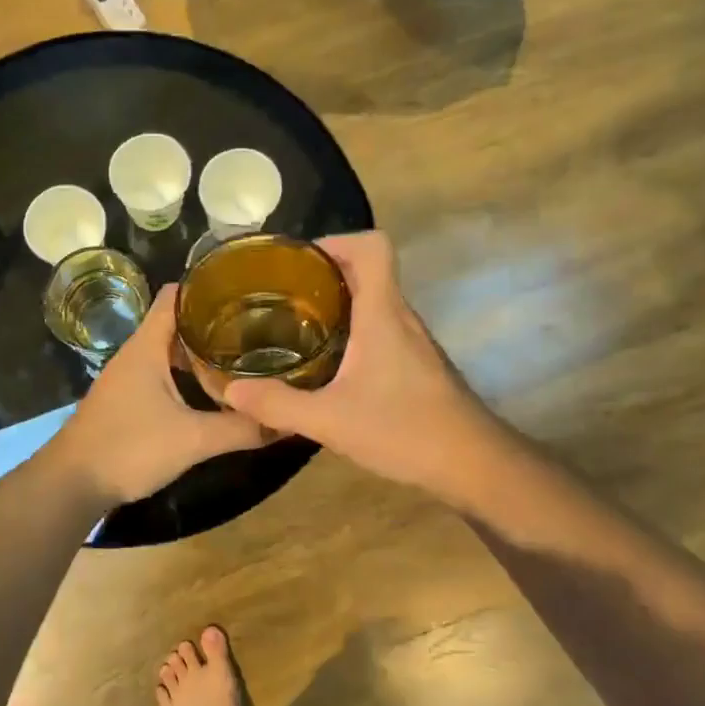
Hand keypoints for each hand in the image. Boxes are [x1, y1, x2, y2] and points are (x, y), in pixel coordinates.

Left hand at [48, 284, 271, 504]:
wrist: (71, 485)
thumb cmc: (129, 449)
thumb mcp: (192, 439)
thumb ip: (240, 429)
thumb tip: (288, 421)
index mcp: (147, 346)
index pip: (176, 295)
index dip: (208, 287)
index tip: (248, 291)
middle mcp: (135, 354)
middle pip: (176, 322)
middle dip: (214, 321)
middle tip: (258, 327)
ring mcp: (128, 378)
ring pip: (169, 350)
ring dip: (200, 351)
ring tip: (243, 355)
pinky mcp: (127, 401)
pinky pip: (162, 374)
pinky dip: (186, 374)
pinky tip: (211, 391)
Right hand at [220, 232, 500, 495]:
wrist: (473, 464)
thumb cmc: (405, 430)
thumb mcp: (330, 421)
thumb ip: (278, 405)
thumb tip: (231, 391)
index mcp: (383, 314)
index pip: (372, 246)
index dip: (335, 241)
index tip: (297, 262)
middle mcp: (400, 317)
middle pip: (367, 270)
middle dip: (322, 275)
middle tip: (280, 296)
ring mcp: (412, 341)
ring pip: (373, 302)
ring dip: (336, 304)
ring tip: (294, 326)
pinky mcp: (416, 364)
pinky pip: (379, 329)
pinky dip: (350, 332)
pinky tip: (327, 365)